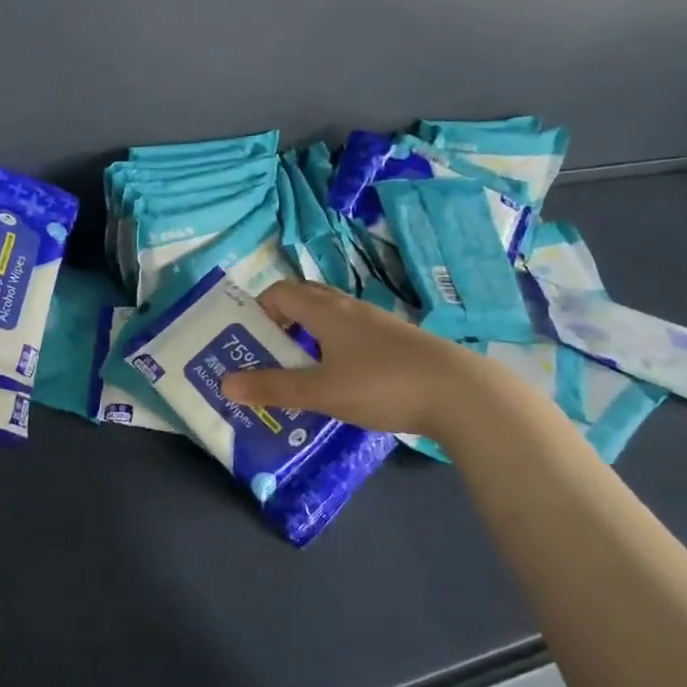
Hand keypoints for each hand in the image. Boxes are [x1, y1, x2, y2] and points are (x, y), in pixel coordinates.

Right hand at [219, 279, 479, 437]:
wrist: (462, 394)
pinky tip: (343, 382)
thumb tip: (225, 383)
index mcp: (326, 311)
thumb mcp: (320, 391)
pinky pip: (354, 336)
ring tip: (300, 371)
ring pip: (332, 319)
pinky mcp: (399, 344)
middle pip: (306, 300)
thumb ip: (273, 387)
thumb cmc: (381, 384)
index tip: (249, 340)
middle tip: (268, 354)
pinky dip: (335, 350)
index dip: (259, 310)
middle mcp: (350, 309)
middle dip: (281, 322)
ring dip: (309, 337)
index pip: (281, 292)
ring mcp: (378, 325)